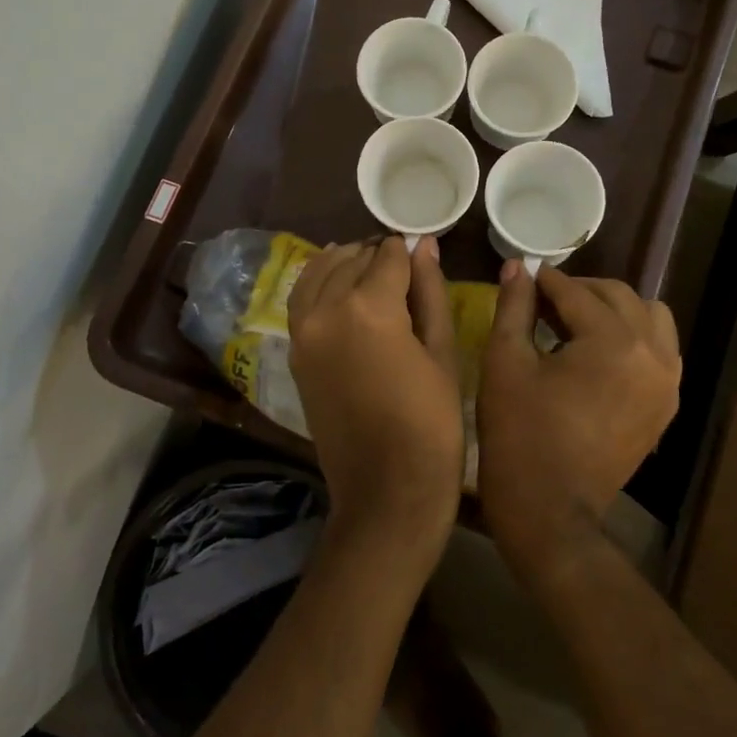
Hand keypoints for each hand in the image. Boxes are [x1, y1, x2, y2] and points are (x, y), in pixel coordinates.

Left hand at [287, 236, 462, 554]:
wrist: (386, 491)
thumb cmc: (431, 423)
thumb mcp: (442, 352)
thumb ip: (430, 291)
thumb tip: (424, 245)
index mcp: (369, 308)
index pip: (389, 256)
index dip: (409, 251)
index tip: (422, 250)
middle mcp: (327, 309)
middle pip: (353, 259)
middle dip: (379, 255)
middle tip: (404, 265)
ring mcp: (303, 331)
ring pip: (321, 272)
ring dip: (346, 262)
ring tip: (372, 268)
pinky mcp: (294, 352)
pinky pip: (302, 299)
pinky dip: (319, 282)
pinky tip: (339, 283)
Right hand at [476, 263, 681, 578]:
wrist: (550, 511)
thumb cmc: (519, 434)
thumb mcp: (506, 363)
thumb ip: (515, 307)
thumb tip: (518, 267)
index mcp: (613, 342)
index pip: (577, 292)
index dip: (545, 281)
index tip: (524, 276)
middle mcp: (653, 354)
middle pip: (618, 296)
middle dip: (579, 291)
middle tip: (543, 299)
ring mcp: (667, 382)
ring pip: (649, 317)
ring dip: (614, 309)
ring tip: (577, 323)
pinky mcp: (666, 405)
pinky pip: (660, 349)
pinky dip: (634, 337)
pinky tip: (600, 352)